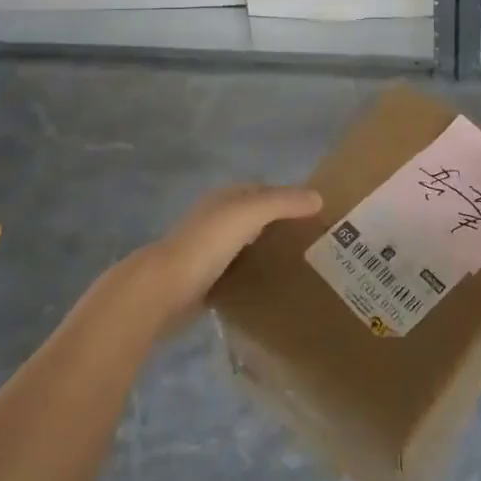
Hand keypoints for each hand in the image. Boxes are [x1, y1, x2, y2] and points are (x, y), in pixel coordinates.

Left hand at [130, 184, 322, 336]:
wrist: (162, 289)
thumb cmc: (207, 243)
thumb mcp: (249, 213)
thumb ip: (283, 202)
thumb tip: (318, 198)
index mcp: (225, 198)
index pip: (264, 191)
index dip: (289, 198)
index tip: (317, 215)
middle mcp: (216, 219)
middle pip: (255, 217)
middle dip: (280, 225)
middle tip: (314, 243)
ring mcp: (208, 250)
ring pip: (246, 245)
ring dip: (267, 251)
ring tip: (299, 266)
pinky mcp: (204, 280)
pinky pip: (236, 272)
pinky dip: (253, 275)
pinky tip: (271, 287)